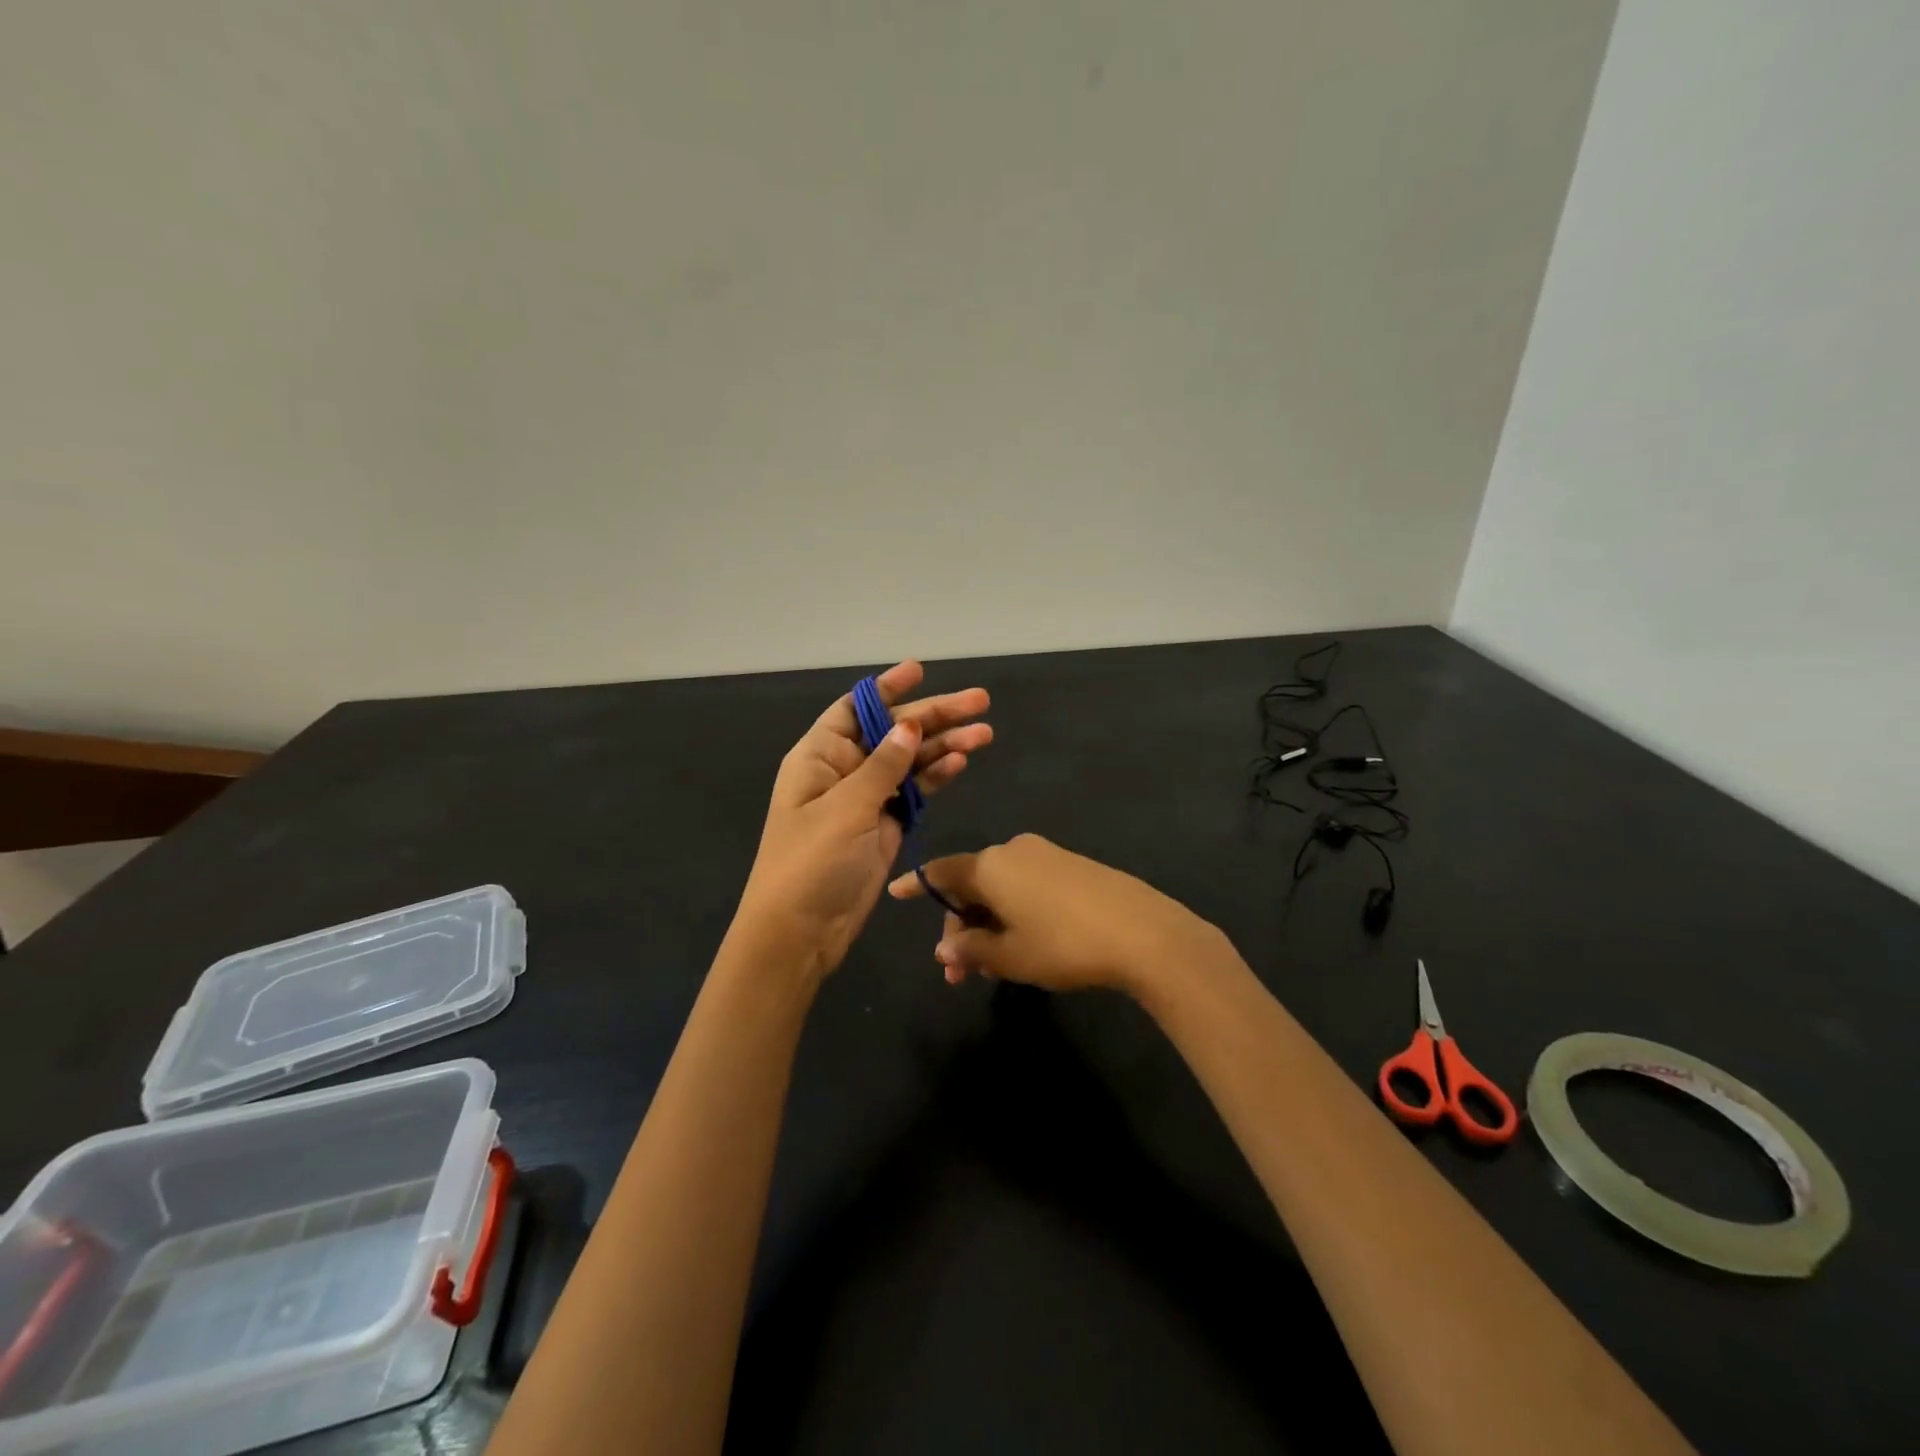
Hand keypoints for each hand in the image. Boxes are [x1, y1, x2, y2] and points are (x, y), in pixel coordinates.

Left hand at [739, 661, 991, 982]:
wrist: (801, 933)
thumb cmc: (810, 863)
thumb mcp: (845, 808)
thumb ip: (883, 766)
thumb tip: (910, 725)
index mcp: (820, 756)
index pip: (856, 709)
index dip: (887, 688)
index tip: (920, 670)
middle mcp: (844, 770)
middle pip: (893, 732)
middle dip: (934, 716)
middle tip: (980, 701)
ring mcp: (867, 798)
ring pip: (910, 761)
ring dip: (945, 745)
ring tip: (984, 732)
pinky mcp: (886, 825)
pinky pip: (915, 791)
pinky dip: (936, 776)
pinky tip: (961, 761)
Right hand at [887, 833, 1228, 998]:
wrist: (1142, 931)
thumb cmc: (1063, 943)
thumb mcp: (1010, 956)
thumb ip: (971, 948)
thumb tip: (945, 947)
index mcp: (990, 865)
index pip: (941, 872)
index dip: (917, 885)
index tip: (895, 893)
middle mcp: (1014, 850)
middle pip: (972, 885)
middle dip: (961, 927)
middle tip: (960, 974)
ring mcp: (1046, 855)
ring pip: (1001, 889)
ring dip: (988, 925)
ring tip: (992, 970)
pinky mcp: (1073, 865)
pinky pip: (1028, 886)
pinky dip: (1015, 913)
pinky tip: (1025, 946)